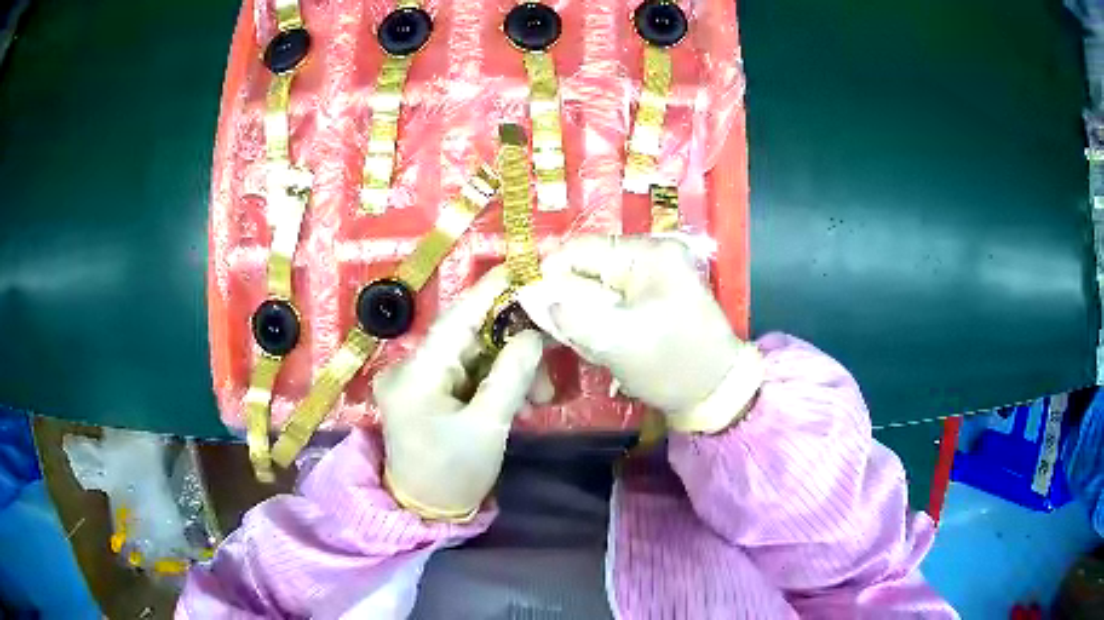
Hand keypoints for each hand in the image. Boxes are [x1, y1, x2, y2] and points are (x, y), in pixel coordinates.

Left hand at [375, 267, 543, 520]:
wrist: (424, 511)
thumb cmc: (453, 474)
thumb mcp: (488, 427)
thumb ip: (510, 376)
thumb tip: (533, 333)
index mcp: (416, 376)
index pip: (456, 319)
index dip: (489, 292)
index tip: (521, 268)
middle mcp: (408, 368)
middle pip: (466, 336)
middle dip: (510, 343)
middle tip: (549, 354)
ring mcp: (413, 379)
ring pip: (469, 354)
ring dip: (506, 367)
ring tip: (539, 396)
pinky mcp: (423, 390)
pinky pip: (463, 372)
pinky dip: (492, 379)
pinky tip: (519, 399)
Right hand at [519, 235, 762, 433]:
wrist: (717, 394)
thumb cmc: (672, 366)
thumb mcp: (617, 342)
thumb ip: (569, 317)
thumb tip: (529, 295)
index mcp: (648, 254)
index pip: (582, 248)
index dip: (550, 274)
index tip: (530, 306)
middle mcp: (651, 255)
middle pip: (588, 267)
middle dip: (568, 300)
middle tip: (560, 334)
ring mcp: (654, 277)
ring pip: (596, 287)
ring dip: (583, 315)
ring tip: (588, 344)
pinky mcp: (653, 298)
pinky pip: (611, 302)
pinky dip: (598, 322)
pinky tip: (601, 345)